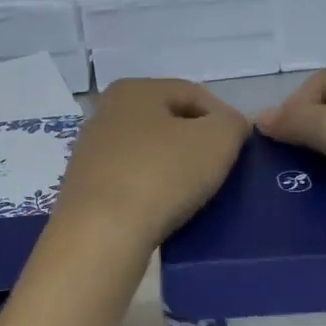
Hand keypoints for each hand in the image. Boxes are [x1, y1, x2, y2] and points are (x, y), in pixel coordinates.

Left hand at [55, 78, 249, 249]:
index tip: (240, 149)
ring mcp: (91, 153)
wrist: (102, 235)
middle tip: (221, 172)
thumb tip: (231, 126)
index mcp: (134, 90)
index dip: (224, 118)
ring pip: (149, 154)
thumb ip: (233, 123)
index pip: (194, 94)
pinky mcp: (86, 190)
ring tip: (197, 195)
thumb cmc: (162, 175)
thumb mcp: (217, 140)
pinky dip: (153, 193)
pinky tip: (166, 212)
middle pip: (168, 123)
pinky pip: (132, 183)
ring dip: (176, 170)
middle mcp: (105, 113)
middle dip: (198, 144)